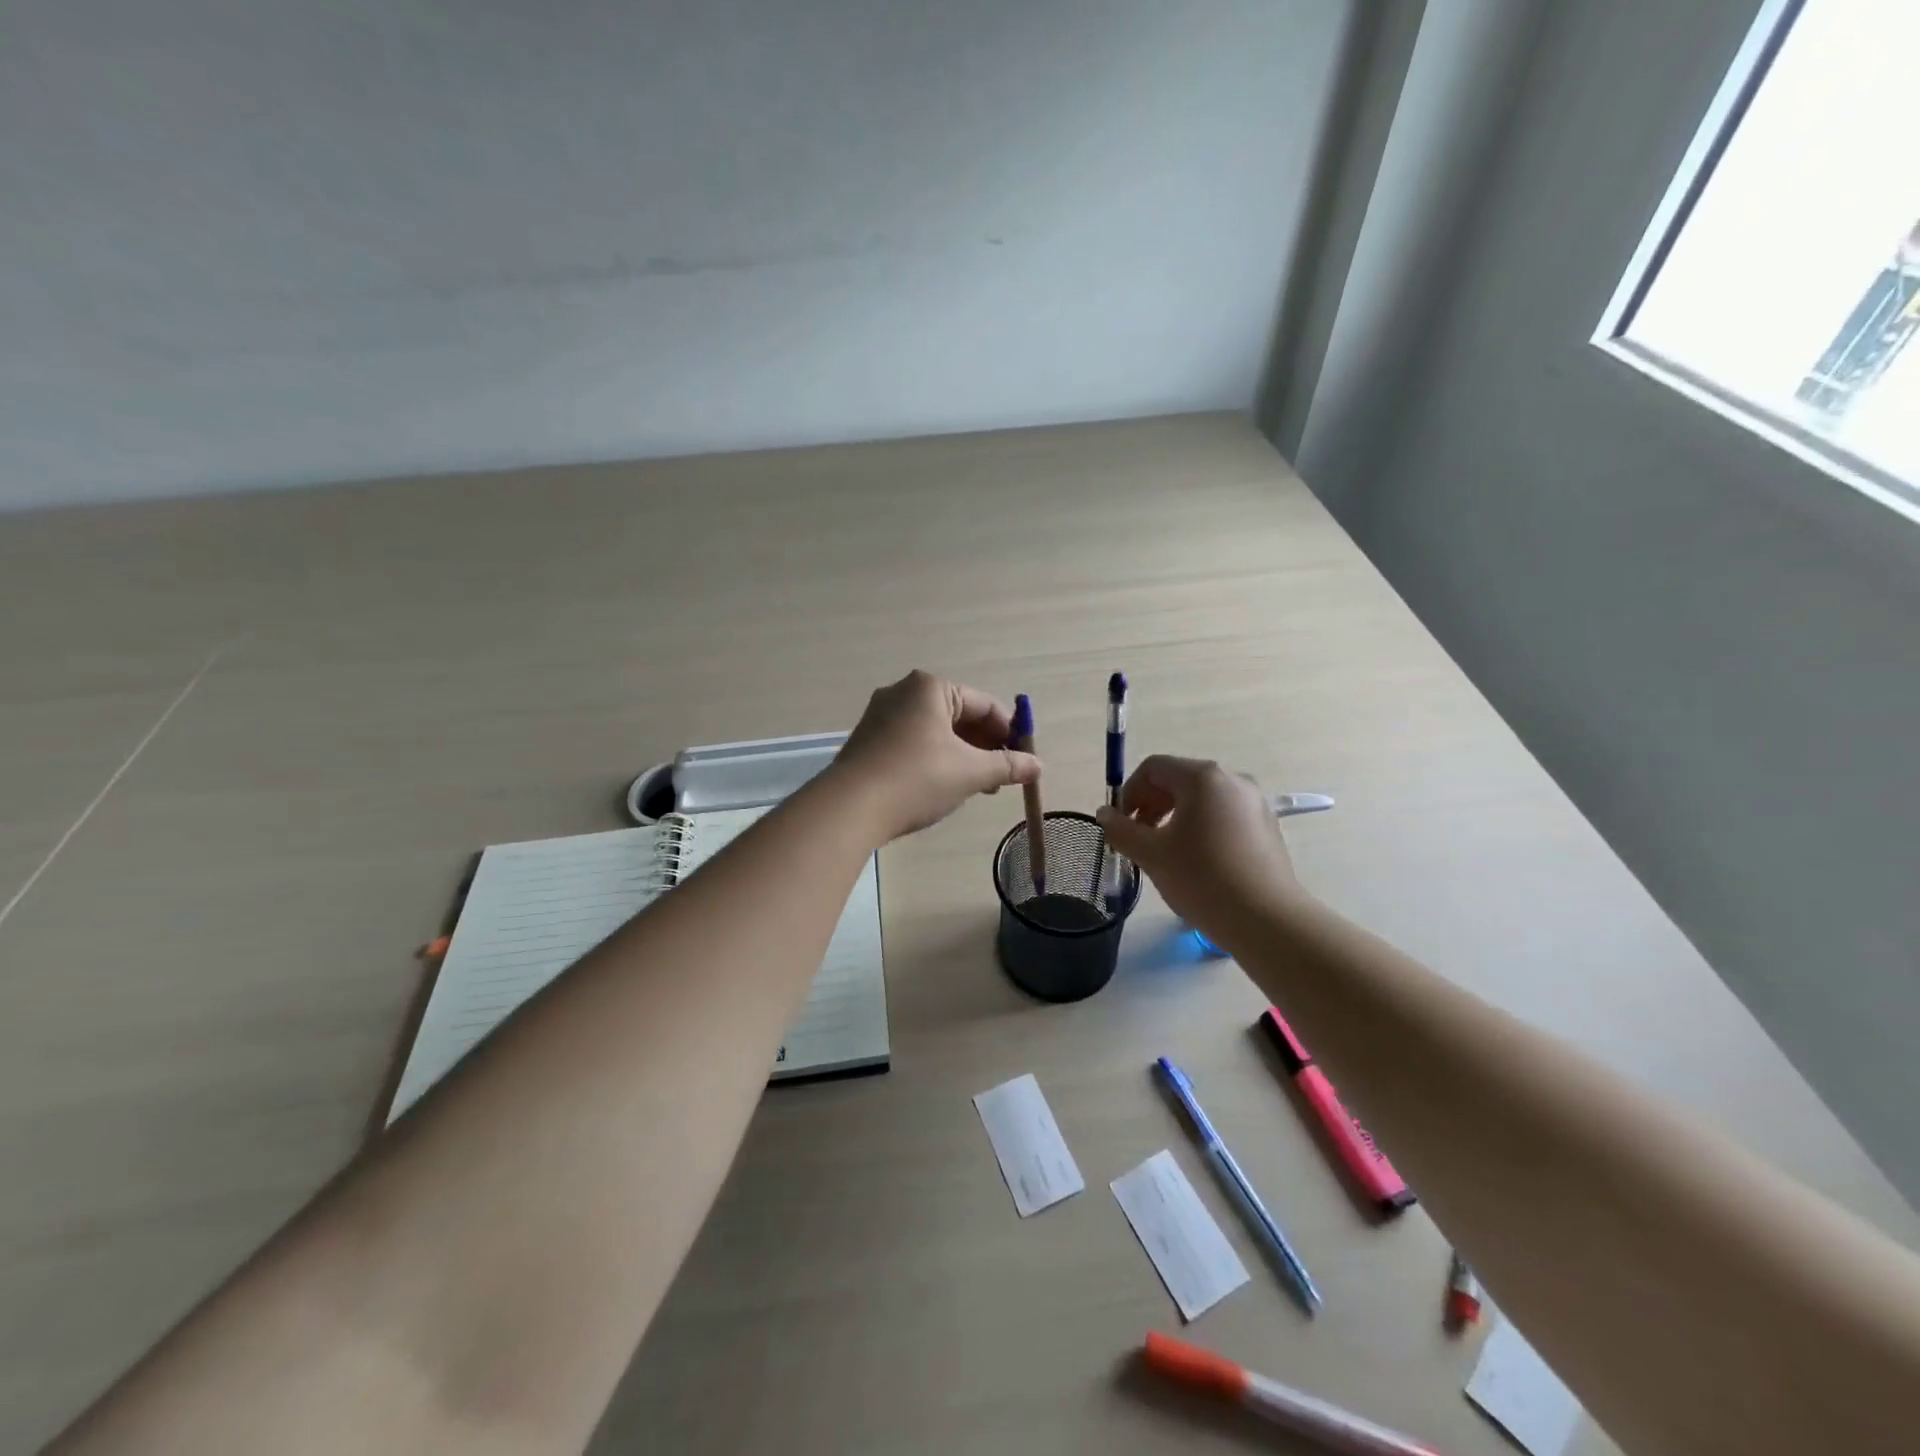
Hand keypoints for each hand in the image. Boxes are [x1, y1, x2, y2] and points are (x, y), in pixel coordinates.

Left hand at [831, 671, 1041, 843]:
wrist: (850, 808)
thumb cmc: (917, 779)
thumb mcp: (971, 772)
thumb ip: (1008, 766)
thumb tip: (1038, 766)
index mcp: (930, 687)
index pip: (985, 705)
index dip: (1011, 733)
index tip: (1025, 762)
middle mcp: (903, 692)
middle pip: (960, 716)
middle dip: (985, 747)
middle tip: (1002, 779)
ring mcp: (881, 716)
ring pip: (937, 732)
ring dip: (963, 757)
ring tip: (977, 788)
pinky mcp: (869, 740)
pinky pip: (914, 743)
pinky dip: (935, 760)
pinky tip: (943, 788)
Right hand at [1095, 756, 1304, 941]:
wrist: (1266, 919)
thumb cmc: (1202, 879)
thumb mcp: (1151, 854)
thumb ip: (1121, 829)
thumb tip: (1104, 813)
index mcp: (1202, 777)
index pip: (1153, 768)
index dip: (1129, 792)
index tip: (1122, 824)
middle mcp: (1231, 779)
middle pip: (1178, 779)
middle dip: (1151, 804)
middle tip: (1138, 838)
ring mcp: (1254, 801)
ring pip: (1201, 798)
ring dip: (1174, 816)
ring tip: (1165, 851)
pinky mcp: (1266, 824)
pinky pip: (1223, 813)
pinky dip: (1201, 826)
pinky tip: (1197, 860)